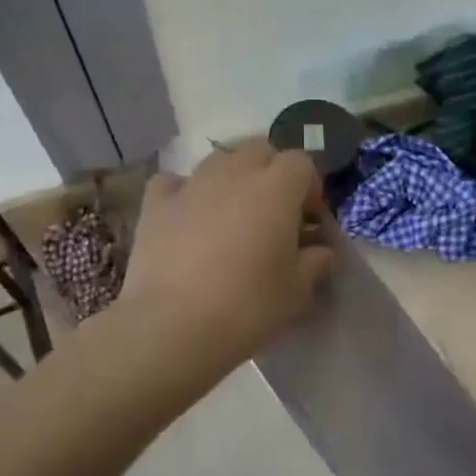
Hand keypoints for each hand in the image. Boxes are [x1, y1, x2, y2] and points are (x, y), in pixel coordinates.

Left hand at [121, 143, 335, 368]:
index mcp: (276, 188)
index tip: (309, 220)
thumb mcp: (298, 291)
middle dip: (272, 172)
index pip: (302, 163)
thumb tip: (320, 251)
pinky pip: (175, 183)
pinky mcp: (155, 204)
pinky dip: (186, 192)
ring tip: (233, 216)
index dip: (310, 188)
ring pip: (219, 161)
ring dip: (233, 179)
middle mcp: (234, 173)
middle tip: (275, 213)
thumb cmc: (248, 306)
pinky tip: (188, 217)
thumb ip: (316, 262)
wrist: (173, 326)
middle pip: (260, 150)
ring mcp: (191, 185)